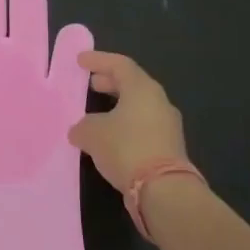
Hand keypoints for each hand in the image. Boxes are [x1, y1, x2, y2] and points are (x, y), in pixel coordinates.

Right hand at [67, 51, 189, 191]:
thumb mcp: (92, 133)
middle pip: (133, 84)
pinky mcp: (169, 148)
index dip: (98, 60)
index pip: (120, 64)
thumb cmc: (126, 148)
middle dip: (110, 82)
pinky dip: (125, 126)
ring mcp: (168, 126)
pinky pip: (143, 127)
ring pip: (139, 107)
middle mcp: (159, 102)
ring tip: (97, 115)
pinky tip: (110, 139)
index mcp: (142, 89)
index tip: (80, 60)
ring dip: (118, 107)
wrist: (164, 190)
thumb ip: (83, 126)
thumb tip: (81, 130)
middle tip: (92, 84)